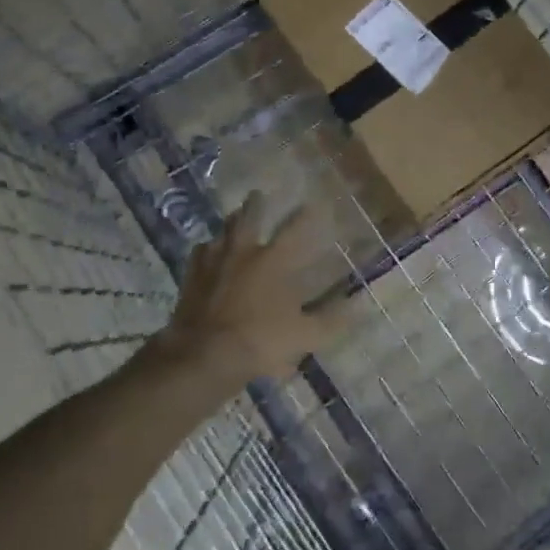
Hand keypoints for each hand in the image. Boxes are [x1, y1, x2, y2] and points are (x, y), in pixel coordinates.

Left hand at [160, 192, 338, 386]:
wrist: (203, 355)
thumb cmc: (259, 341)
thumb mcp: (305, 335)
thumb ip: (332, 318)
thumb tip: (359, 304)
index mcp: (274, 261)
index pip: (295, 229)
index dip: (306, 215)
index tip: (313, 204)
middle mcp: (243, 252)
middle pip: (248, 218)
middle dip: (256, 204)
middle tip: (258, 194)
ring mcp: (213, 262)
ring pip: (222, 232)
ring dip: (231, 223)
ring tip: (234, 219)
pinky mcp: (191, 277)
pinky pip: (200, 253)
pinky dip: (207, 249)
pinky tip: (208, 252)